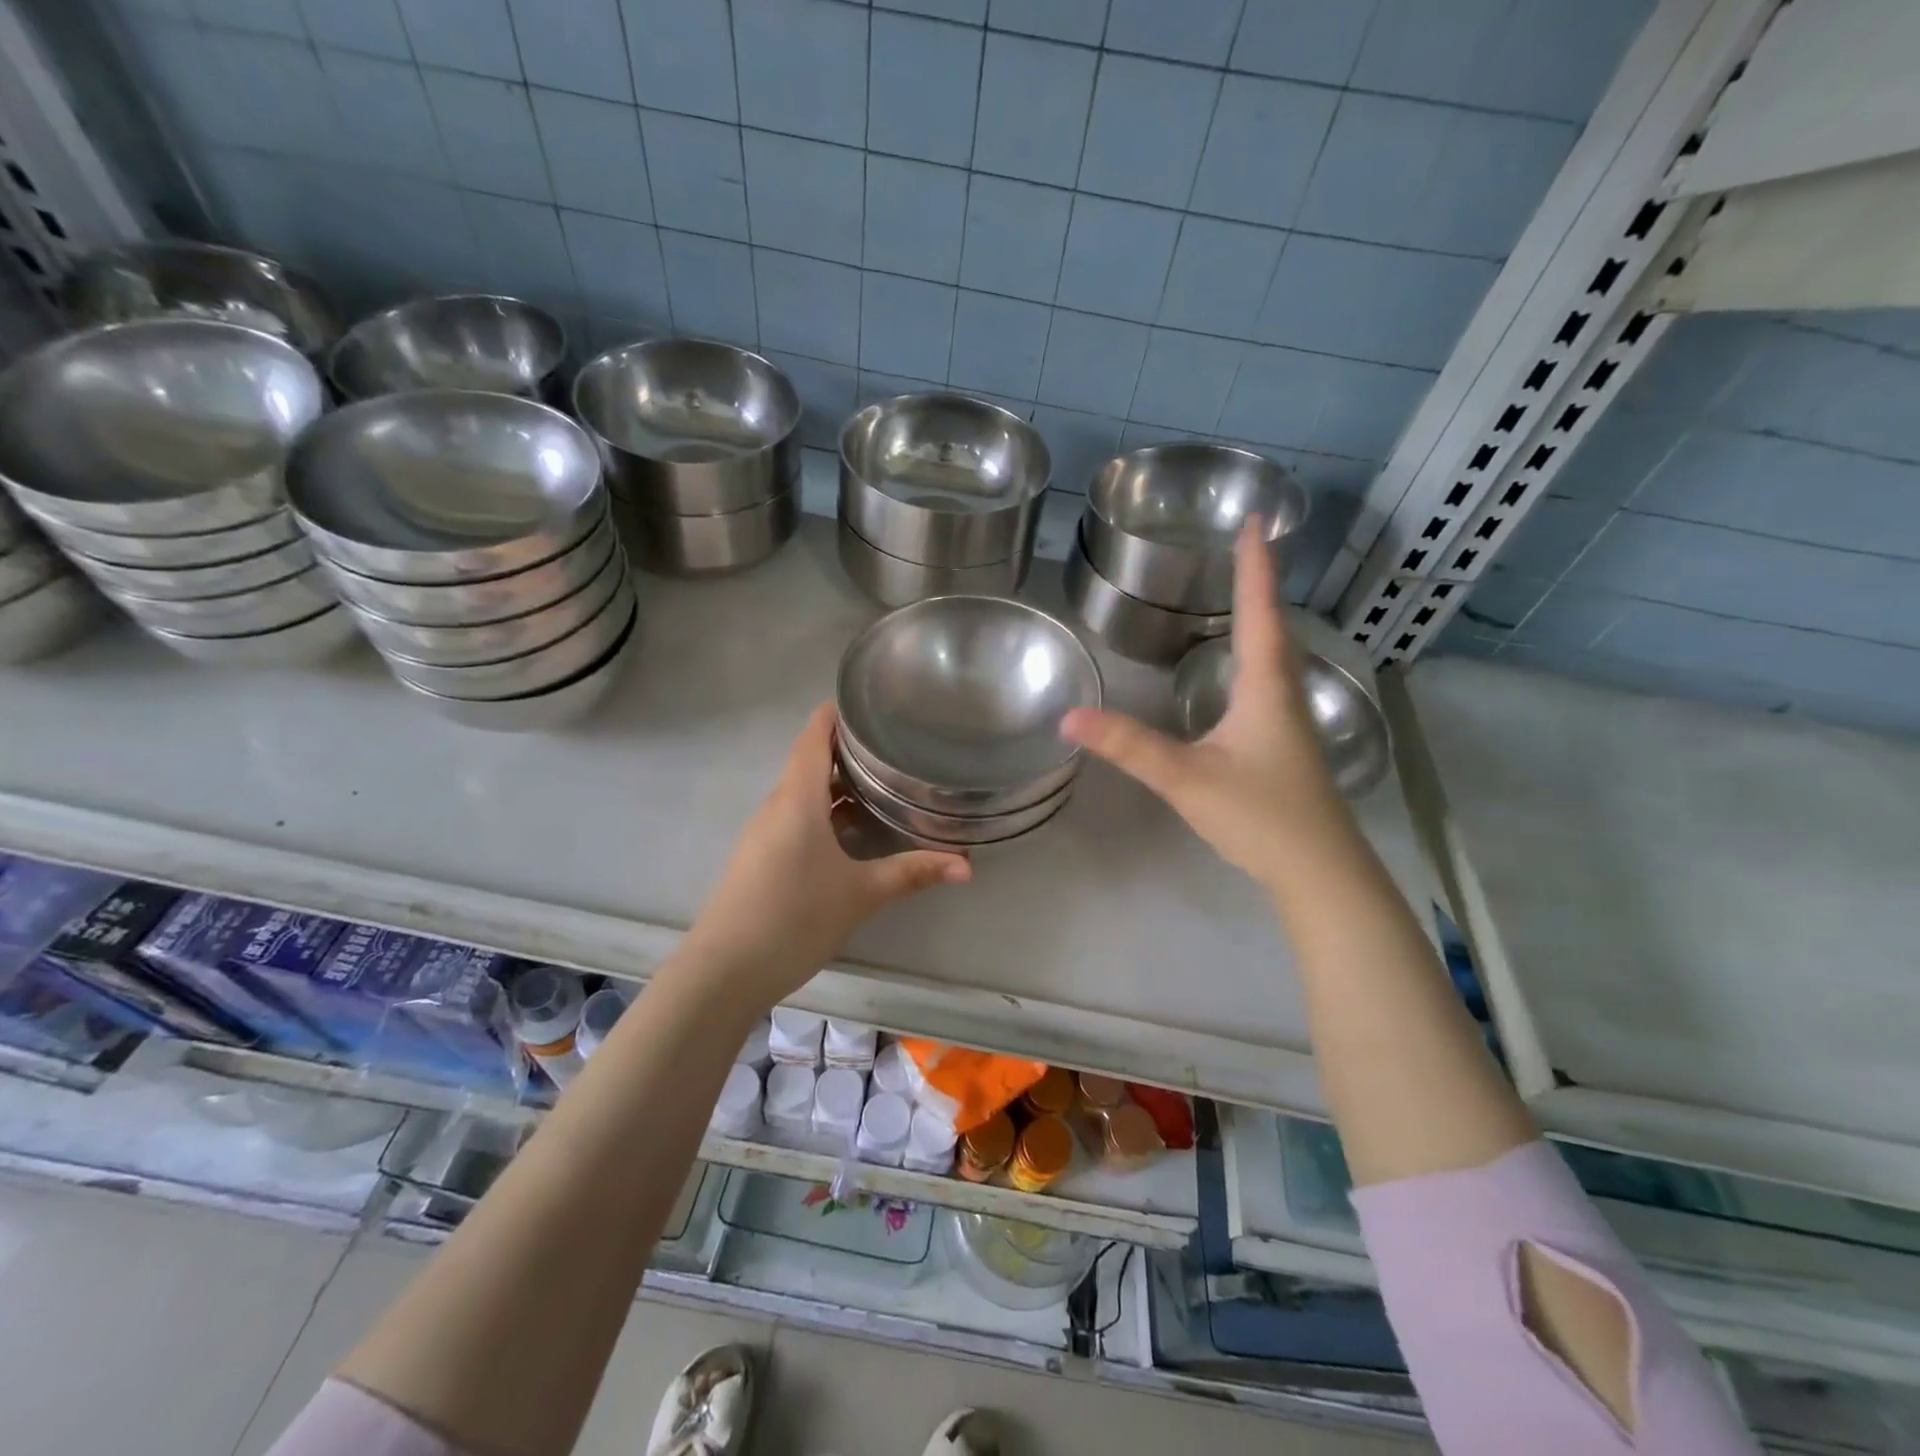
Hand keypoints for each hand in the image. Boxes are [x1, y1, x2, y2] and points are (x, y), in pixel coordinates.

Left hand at [681, 703, 970, 1005]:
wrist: (724, 972)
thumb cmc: (794, 918)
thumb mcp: (861, 894)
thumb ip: (912, 872)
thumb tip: (966, 865)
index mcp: (797, 798)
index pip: (814, 734)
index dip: (839, 713)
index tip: (876, 705)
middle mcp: (777, 805)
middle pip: (811, 760)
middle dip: (850, 750)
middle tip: (897, 746)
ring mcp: (764, 831)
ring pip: (804, 792)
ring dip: (839, 784)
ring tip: (885, 783)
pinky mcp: (761, 856)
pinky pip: (796, 817)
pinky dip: (826, 812)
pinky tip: (853, 831)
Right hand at [1061, 521, 1349, 889]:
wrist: (1320, 872)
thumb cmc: (1260, 816)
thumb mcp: (1186, 778)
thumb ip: (1129, 746)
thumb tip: (1070, 717)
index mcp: (1265, 687)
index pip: (1258, 611)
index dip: (1254, 565)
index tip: (1254, 520)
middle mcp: (1283, 694)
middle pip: (1274, 626)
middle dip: (1259, 584)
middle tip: (1245, 547)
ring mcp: (1290, 722)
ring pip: (1277, 656)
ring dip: (1263, 619)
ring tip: (1246, 595)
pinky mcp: (1288, 747)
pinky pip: (1272, 682)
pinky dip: (1258, 656)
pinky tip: (1245, 674)